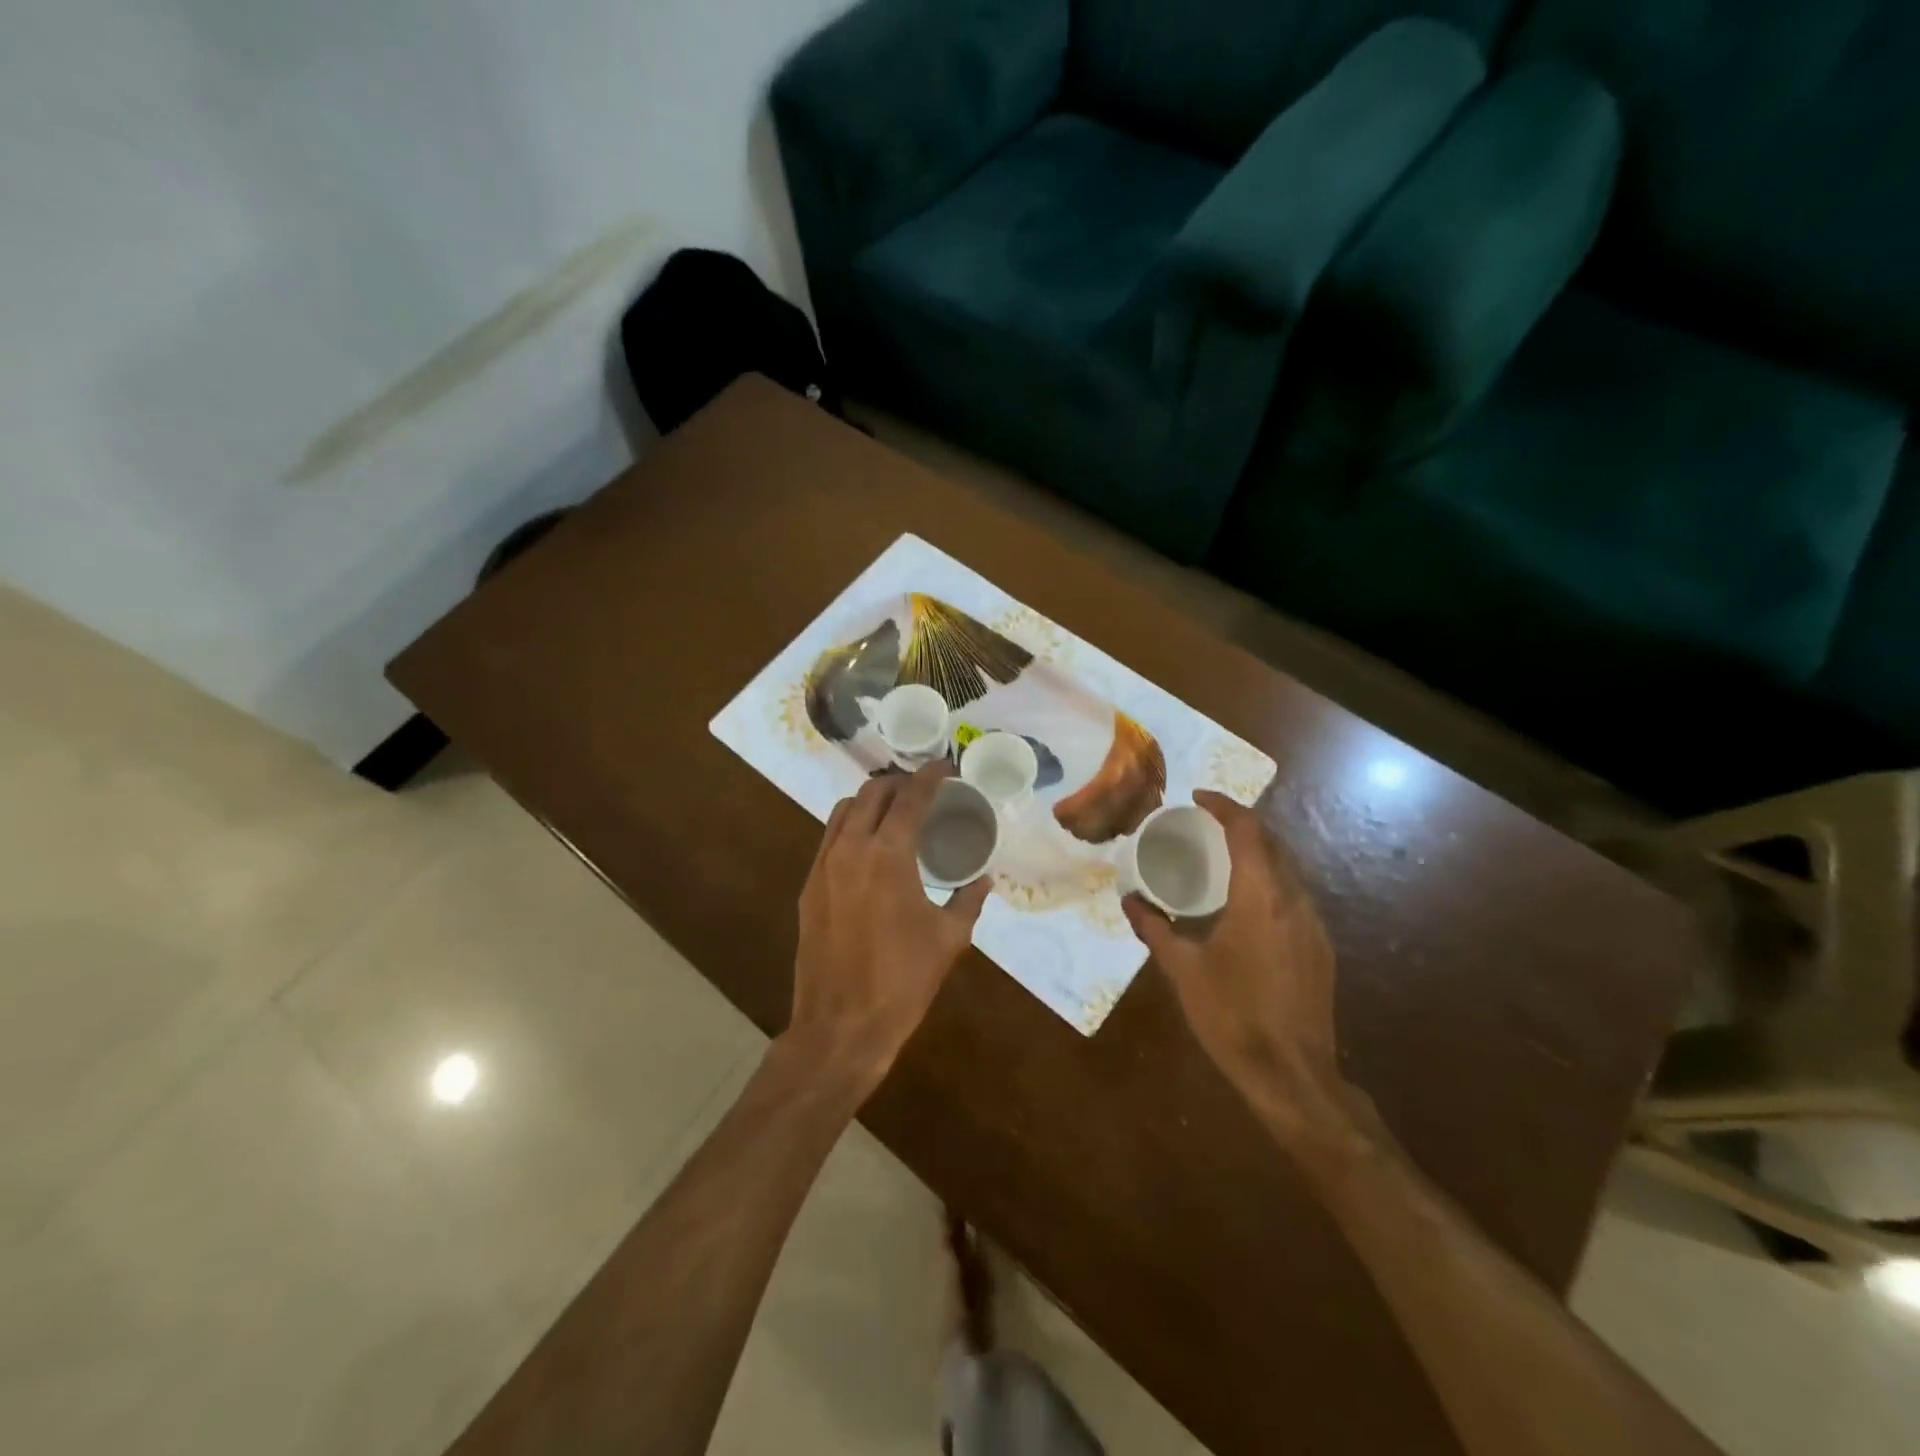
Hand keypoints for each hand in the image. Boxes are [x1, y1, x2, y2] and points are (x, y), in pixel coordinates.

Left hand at [789, 762, 991, 1093]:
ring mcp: (823, 867)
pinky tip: (870, 847)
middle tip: (925, 791)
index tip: (947, 767)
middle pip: (872, 793)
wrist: (841, 1025)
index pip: (910, 797)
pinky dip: (852, 827)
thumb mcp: (948, 939)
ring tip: (896, 812)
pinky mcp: (809, 887)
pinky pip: (830, 838)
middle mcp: (850, 849)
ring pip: (844, 811)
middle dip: (900, 783)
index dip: (931, 775)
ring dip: (871, 801)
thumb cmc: (902, 981)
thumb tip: (983, 878)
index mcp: (888, 855)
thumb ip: (968, 900)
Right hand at [1122, 791, 1348, 1141]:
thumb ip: (1154, 928)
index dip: (1224, 806)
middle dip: (1241, 825)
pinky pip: (1295, 896)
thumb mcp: (1182, 969)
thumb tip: (1129, 900)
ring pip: (1288, 870)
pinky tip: (1248, 904)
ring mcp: (1314, 925)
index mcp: (1260, 897)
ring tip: (1223, 858)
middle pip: (1273, 844)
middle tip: (1206, 825)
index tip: (1198, 798)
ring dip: (1258, 853)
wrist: (1291, 1074)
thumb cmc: (1231, 1015)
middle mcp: (1294, 900)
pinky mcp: (1321, 948)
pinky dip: (1271, 882)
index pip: (1248, 831)